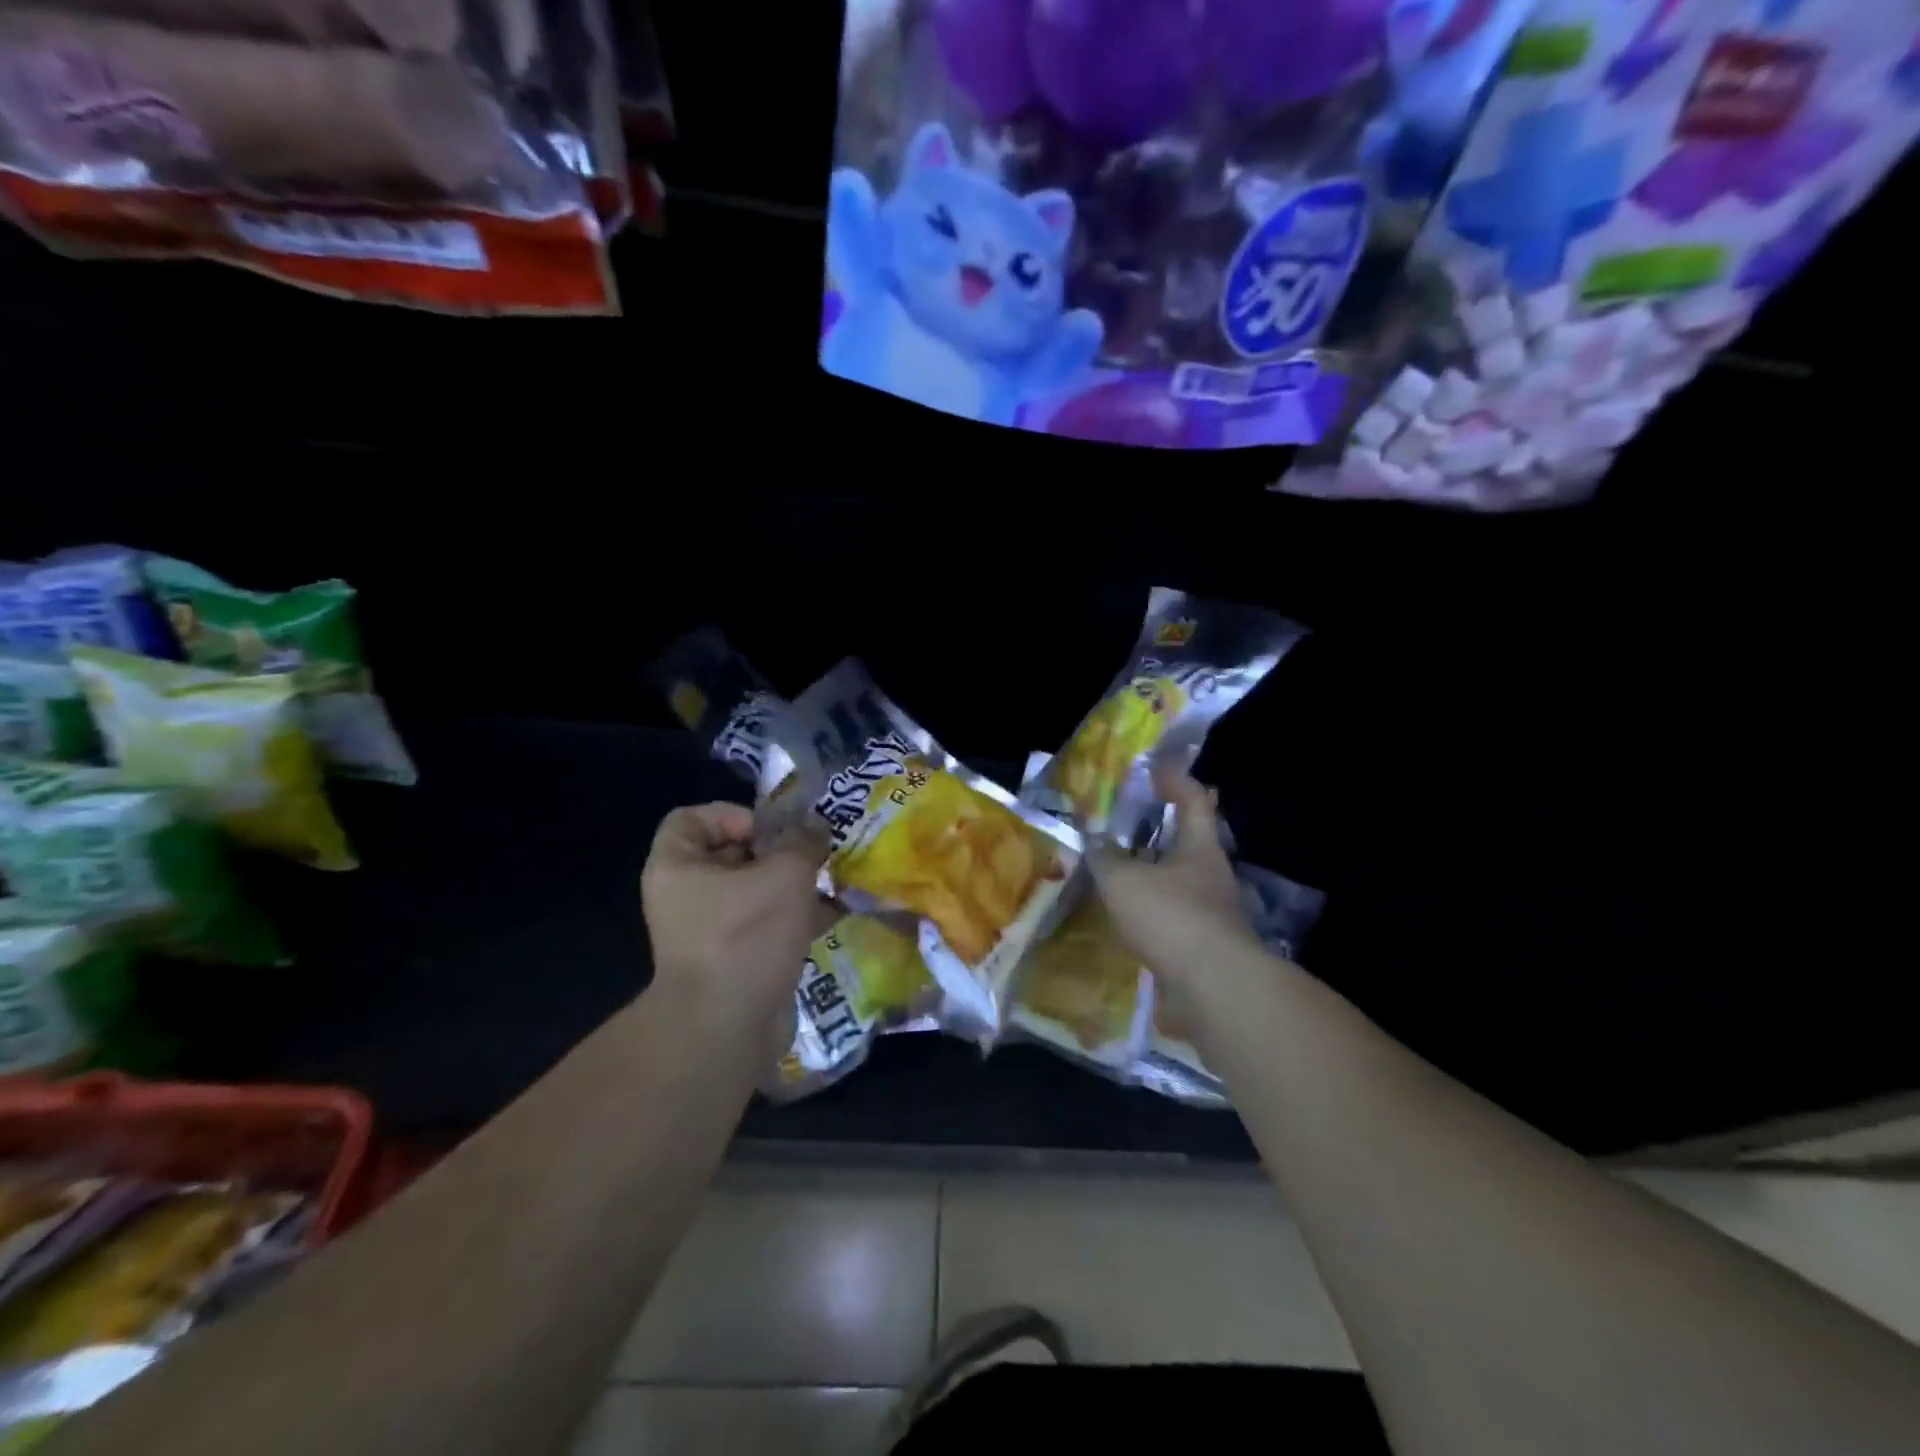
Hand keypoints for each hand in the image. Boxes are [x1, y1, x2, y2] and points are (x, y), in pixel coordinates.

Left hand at [642, 804, 832, 1031]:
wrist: (725, 1029)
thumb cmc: (746, 937)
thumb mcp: (785, 874)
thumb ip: (803, 841)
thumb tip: (814, 827)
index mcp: (677, 866)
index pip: (692, 818)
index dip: (734, 814)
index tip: (772, 832)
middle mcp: (685, 895)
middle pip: (730, 854)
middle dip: (777, 852)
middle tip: (814, 855)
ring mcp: (707, 932)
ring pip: (753, 892)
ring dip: (792, 886)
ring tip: (830, 882)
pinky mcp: (732, 961)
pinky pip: (763, 926)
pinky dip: (793, 919)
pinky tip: (831, 917)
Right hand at [1090, 767, 1259, 988]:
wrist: (1214, 988)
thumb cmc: (1171, 916)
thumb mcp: (1124, 880)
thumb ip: (1105, 858)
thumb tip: (1094, 840)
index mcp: (1200, 847)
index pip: (1194, 800)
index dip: (1176, 780)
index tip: (1155, 769)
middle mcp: (1212, 874)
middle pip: (1188, 842)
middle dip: (1159, 832)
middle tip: (1125, 826)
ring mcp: (1213, 913)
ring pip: (1179, 881)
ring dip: (1152, 874)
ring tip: (1118, 873)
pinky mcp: (1205, 946)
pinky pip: (1173, 916)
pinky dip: (1151, 910)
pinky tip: (1127, 917)